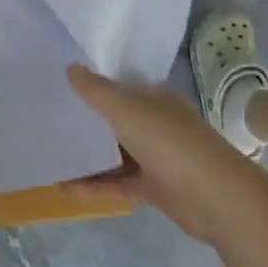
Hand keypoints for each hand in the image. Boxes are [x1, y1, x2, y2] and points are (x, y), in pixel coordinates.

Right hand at [67, 65, 253, 244]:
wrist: (216, 198)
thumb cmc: (169, 142)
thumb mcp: (126, 109)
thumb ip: (96, 90)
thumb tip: (70, 68)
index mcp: (156, 99)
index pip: (121, 86)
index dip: (94, 86)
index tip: (62, 87)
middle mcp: (158, 124)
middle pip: (117, 120)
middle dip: (88, 121)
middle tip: (51, 119)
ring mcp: (158, 158)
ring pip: (117, 153)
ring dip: (90, 155)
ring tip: (54, 154)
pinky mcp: (156, 189)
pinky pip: (120, 183)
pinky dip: (97, 185)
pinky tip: (68, 188)